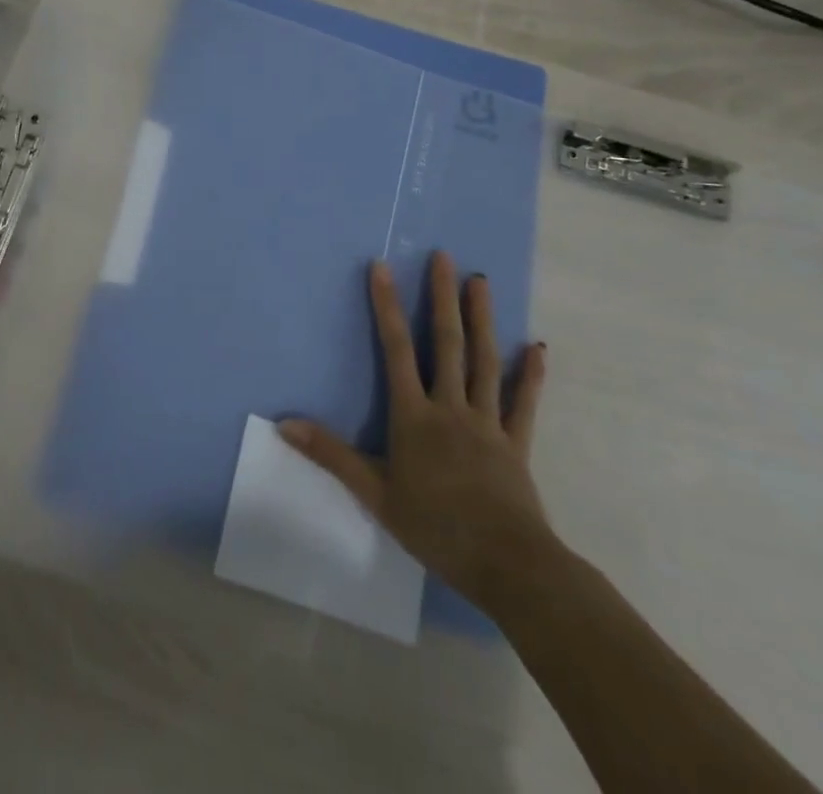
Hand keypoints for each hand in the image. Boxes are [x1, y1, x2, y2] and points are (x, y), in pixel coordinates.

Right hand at [280, 252, 554, 614]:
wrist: (507, 564)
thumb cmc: (435, 526)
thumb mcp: (375, 493)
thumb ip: (331, 454)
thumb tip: (284, 423)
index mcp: (415, 416)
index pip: (396, 350)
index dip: (387, 306)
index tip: (382, 267)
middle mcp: (451, 407)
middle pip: (447, 343)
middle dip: (442, 297)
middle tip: (444, 257)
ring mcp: (488, 422)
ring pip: (484, 361)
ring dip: (482, 318)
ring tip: (481, 281)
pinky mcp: (516, 443)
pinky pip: (524, 403)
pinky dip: (530, 375)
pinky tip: (538, 347)